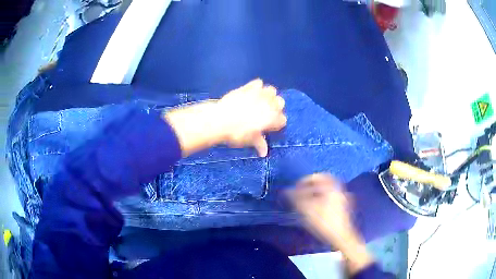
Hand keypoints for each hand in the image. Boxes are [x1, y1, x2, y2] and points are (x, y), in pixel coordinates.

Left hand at [165, 79, 285, 156]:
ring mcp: (259, 94)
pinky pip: (258, 83)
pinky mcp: (248, 87)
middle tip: (267, 113)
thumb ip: (259, 144)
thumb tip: (264, 153)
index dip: (277, 124)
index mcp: (272, 119)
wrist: (220, 120)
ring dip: (269, 95)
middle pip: (281, 102)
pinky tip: (252, 92)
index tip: (270, 127)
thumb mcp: (249, 140)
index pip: (282, 120)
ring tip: (262, 101)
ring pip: (272, 90)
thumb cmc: (237, 133)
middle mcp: (269, 104)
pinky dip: (257, 86)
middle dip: (276, 107)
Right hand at [288, 173, 373, 274]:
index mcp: (332, 188)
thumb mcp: (308, 210)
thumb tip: (287, 191)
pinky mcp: (343, 208)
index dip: (305, 180)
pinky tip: (316, 209)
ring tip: (307, 201)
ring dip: (317, 193)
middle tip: (302, 192)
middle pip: (324, 182)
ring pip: (328, 191)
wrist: (341, 237)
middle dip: (311, 186)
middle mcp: (339, 190)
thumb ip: (297, 199)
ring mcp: (342, 199)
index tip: (297, 187)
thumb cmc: (325, 222)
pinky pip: (331, 198)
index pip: (318, 177)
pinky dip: (322, 199)